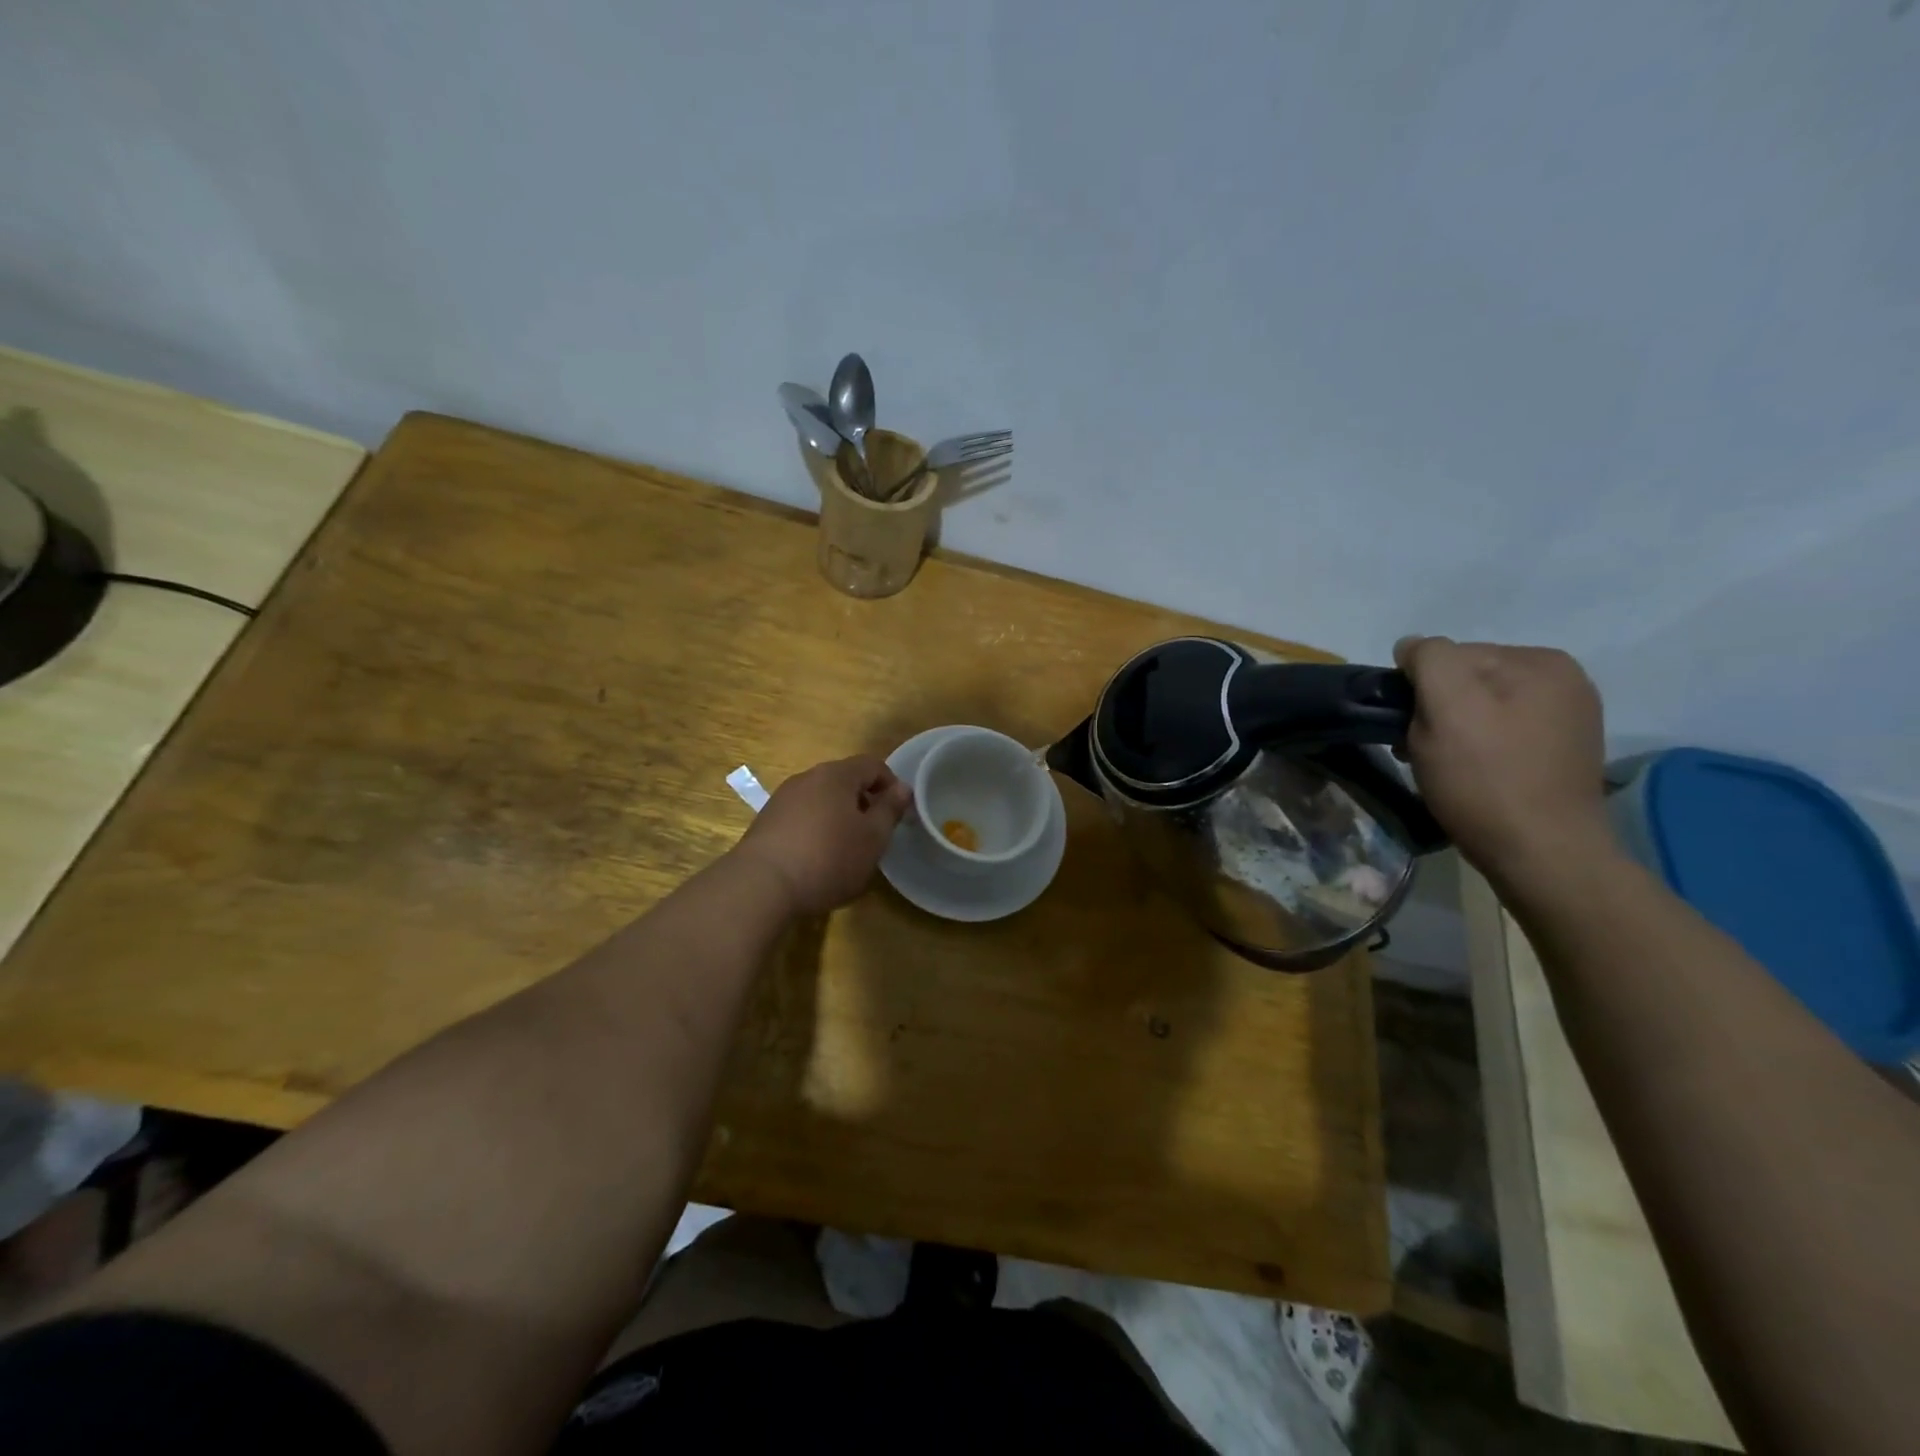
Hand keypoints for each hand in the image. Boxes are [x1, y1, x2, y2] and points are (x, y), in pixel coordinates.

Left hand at [732, 755, 912, 914]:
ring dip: (839, 816)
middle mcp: (807, 778)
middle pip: (844, 780)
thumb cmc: (828, 858)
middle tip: (875, 834)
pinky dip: (815, 829)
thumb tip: (902, 788)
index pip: (872, 765)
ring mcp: (782, 799)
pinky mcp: (765, 822)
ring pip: (821, 799)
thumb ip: (889, 810)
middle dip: (864, 802)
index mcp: (836, 775)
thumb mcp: (872, 838)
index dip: (891, 785)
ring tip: (846, 849)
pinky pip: (801, 817)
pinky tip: (816, 859)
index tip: (898, 813)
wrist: (761, 886)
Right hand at [1393, 637, 1616, 881]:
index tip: (1411, 728)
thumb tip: (1412, 646)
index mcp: (1540, 660)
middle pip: (1467, 681)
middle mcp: (1564, 680)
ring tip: (1447, 767)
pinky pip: (1503, 733)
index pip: (1451, 654)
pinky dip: (1480, 748)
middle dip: (1438, 709)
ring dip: (1454, 731)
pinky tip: (1475, 775)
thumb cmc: (1485, 778)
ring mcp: (1569, 718)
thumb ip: (1429, 660)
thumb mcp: (1446, 706)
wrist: (1543, 855)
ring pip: (1482, 708)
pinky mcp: (1563, 753)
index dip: (1420, 689)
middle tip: (1422, 751)